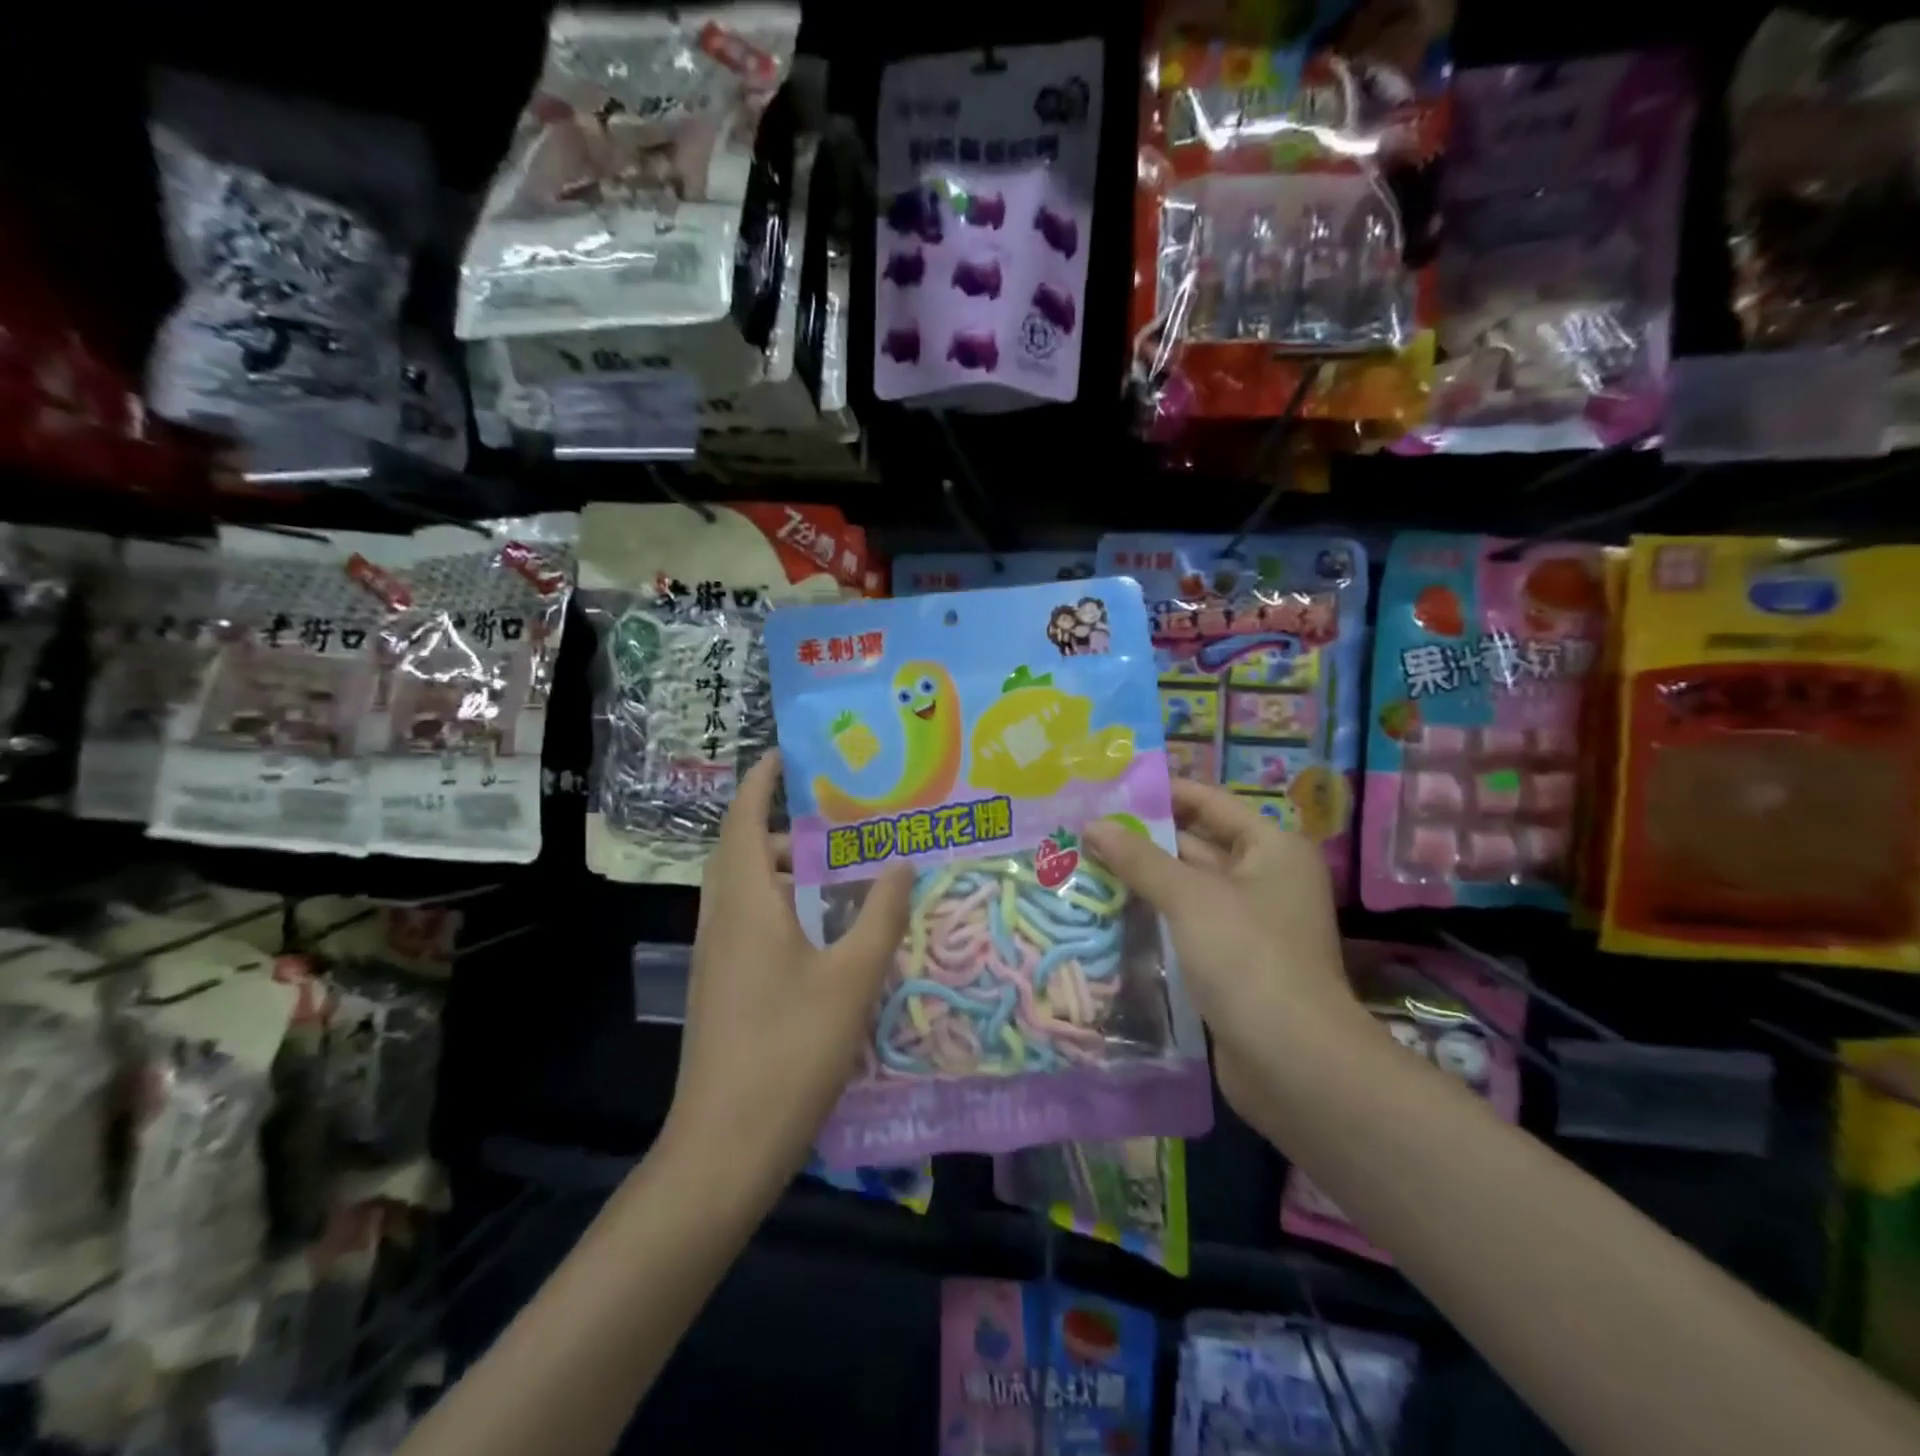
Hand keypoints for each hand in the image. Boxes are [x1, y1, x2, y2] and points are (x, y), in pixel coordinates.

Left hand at [662, 751, 912, 1191]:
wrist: (724, 1146)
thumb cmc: (790, 1050)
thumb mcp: (852, 978)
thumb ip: (881, 915)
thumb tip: (902, 862)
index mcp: (745, 903)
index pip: (742, 820)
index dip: (760, 783)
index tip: (785, 754)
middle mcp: (722, 919)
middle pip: (743, 851)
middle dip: (784, 826)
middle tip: (839, 817)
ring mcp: (717, 956)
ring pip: (747, 890)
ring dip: (786, 870)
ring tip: (841, 867)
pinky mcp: (723, 986)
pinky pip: (750, 922)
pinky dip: (783, 905)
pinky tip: (825, 929)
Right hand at [1083, 779, 1364, 1117]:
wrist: (1293, 1062)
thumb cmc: (1247, 958)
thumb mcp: (1190, 898)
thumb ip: (1139, 859)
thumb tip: (1093, 824)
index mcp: (1271, 848)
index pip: (1209, 803)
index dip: (1161, 793)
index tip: (1109, 788)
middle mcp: (1265, 878)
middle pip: (1196, 844)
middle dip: (1143, 839)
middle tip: (1084, 828)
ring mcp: (1250, 923)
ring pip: (1187, 887)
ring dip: (1143, 879)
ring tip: (1084, 862)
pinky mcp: (1232, 961)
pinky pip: (1187, 923)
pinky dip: (1154, 915)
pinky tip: (1108, 909)